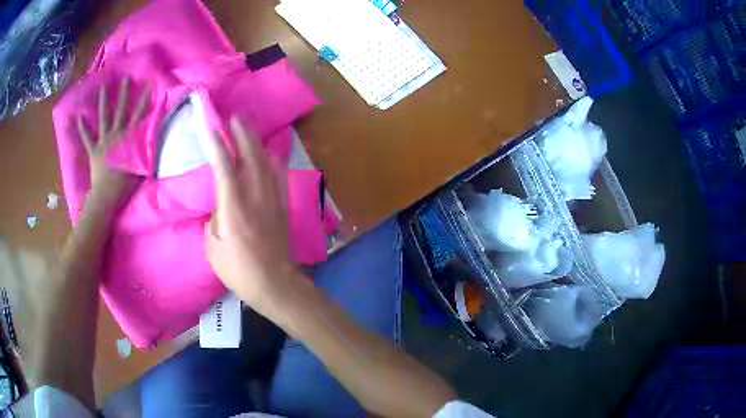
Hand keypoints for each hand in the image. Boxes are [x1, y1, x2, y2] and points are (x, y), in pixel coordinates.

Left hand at [76, 77, 149, 209]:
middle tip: (125, 78)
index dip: (145, 100)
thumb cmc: (126, 183)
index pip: (140, 115)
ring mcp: (104, 141)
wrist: (107, 196)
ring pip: (104, 118)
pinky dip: (82, 128)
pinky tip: (79, 116)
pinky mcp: (94, 151)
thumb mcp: (142, 165)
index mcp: (129, 138)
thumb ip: (146, 148)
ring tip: (103, 88)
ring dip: (104, 102)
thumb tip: (152, 134)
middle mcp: (117, 134)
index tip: (149, 85)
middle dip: (124, 93)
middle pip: (121, 110)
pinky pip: (87, 137)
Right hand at [203, 117, 293, 310]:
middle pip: (250, 154)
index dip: (216, 143)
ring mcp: (273, 198)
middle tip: (235, 116)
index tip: (210, 125)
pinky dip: (274, 160)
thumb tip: (220, 204)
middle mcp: (255, 195)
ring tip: (249, 130)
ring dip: (257, 142)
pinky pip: (280, 175)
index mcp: (234, 205)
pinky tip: (271, 154)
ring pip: (267, 160)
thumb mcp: (213, 246)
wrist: (275, 283)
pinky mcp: (283, 205)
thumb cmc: (238, 270)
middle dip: (242, 132)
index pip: (223, 165)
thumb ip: (215, 217)